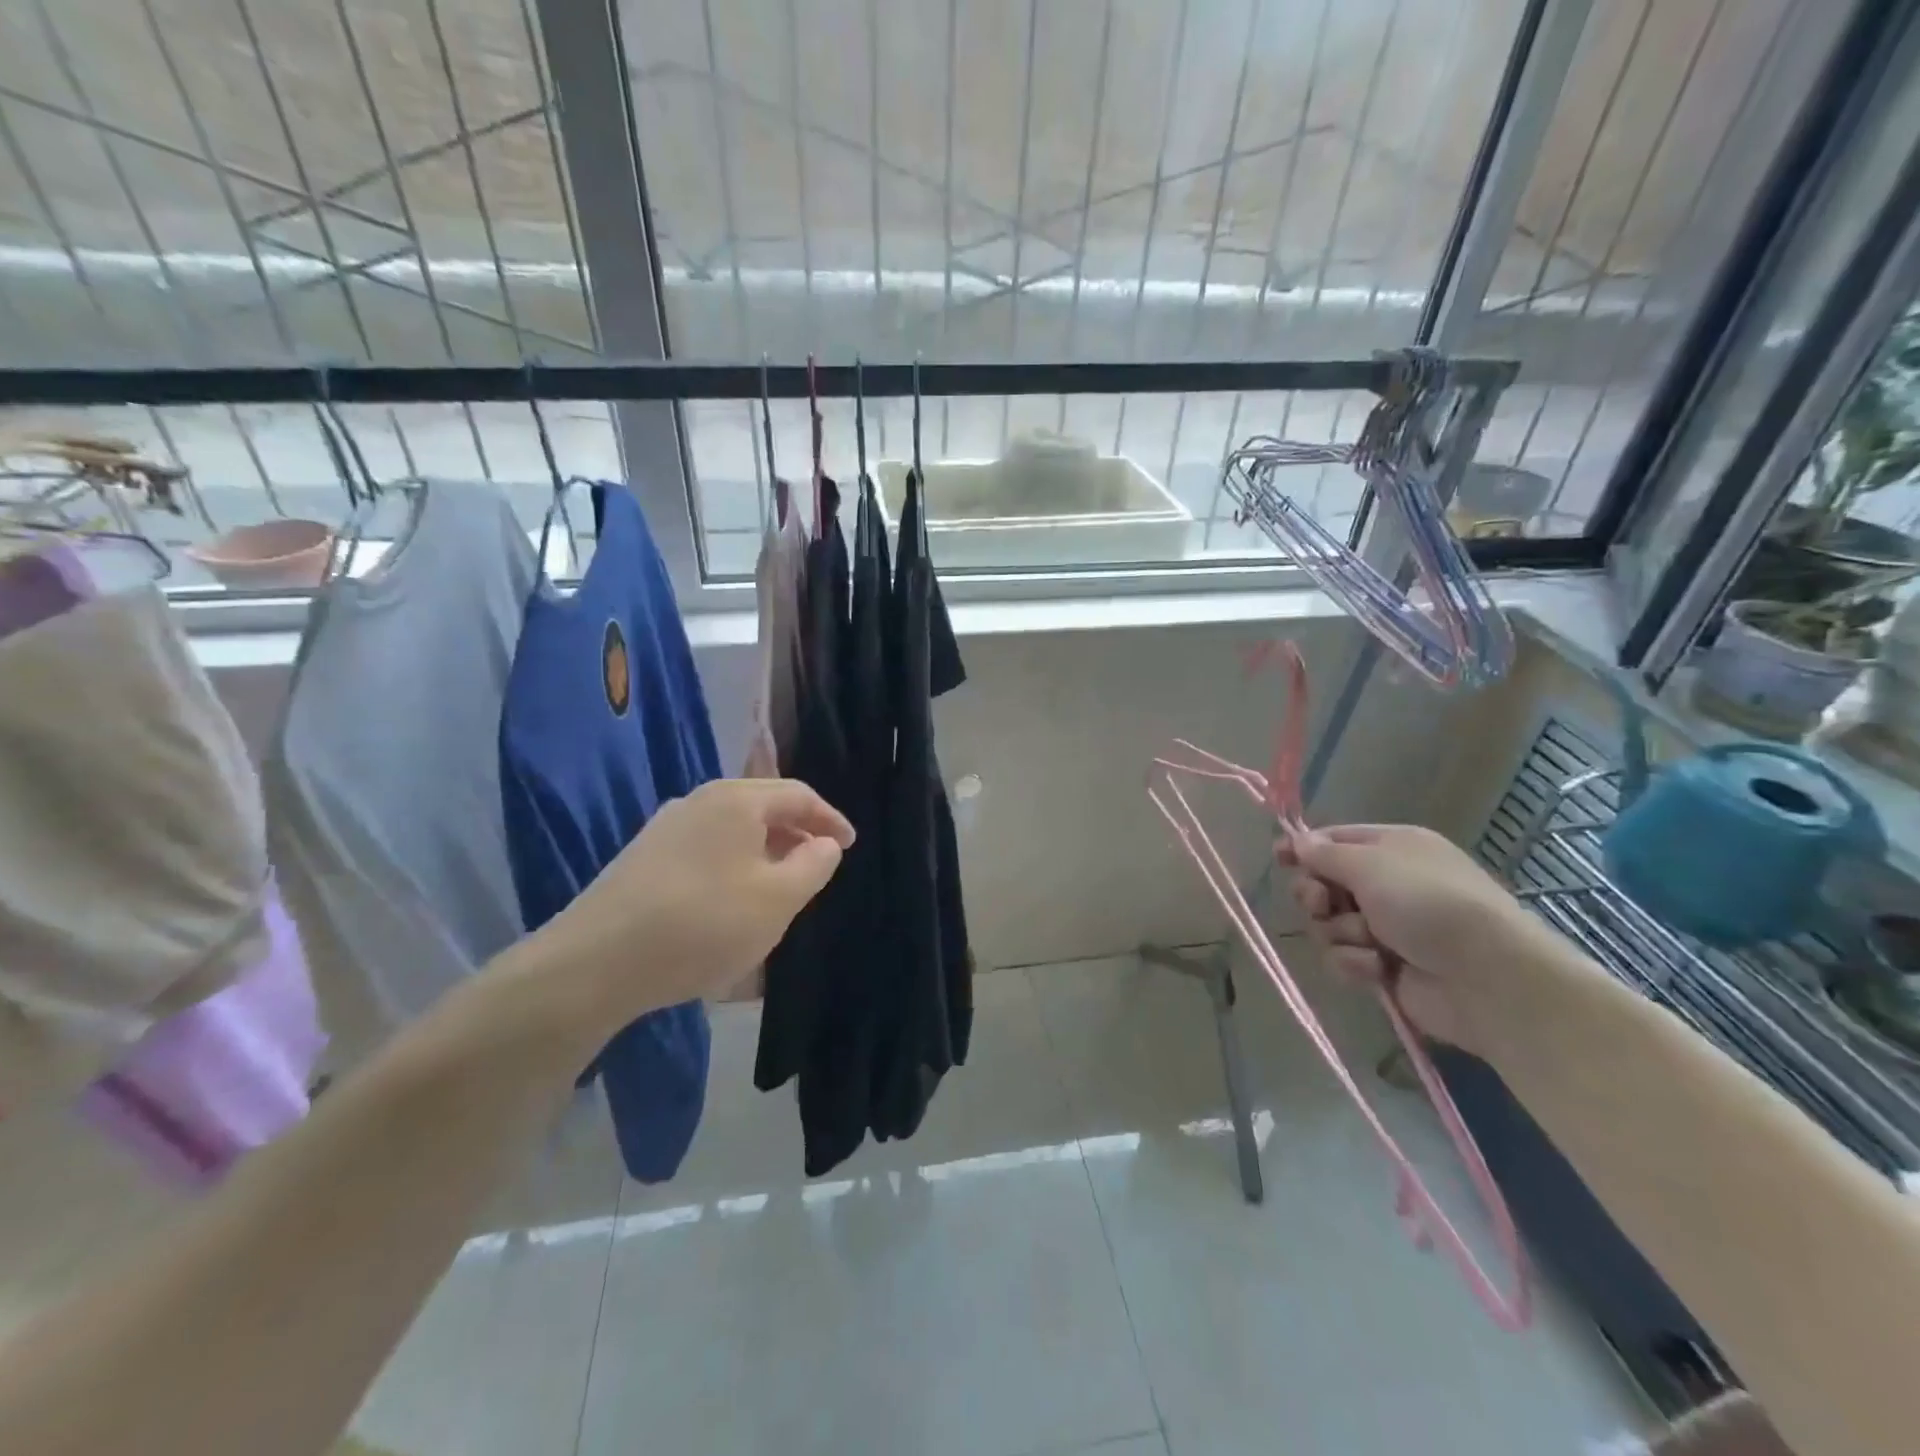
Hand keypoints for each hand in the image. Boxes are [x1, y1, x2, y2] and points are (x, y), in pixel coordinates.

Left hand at [502, 779, 852, 1042]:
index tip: (848, 846)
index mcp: (736, 800)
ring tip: (778, 891)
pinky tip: (730, 906)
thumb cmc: (704, 924)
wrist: (596, 963)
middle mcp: (698, 801)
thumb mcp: (778, 899)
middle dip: (796, 836)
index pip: (798, 795)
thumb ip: (814, 865)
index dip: (829, 819)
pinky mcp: (642, 860)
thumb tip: (825, 844)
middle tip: (817, 868)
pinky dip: (732, 869)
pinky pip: (705, 853)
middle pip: (762, 809)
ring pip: (731, 833)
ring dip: (764, 855)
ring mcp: (664, 830)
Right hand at [1278, 823, 1555, 1056]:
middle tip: (1322, 903)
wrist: (1486, 978)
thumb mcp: (1371, 865)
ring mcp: (1386, 928)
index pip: (1335, 840)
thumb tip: (1297, 841)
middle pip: (1325, 884)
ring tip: (1368, 942)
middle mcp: (1388, 884)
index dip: (1304, 849)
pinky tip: (1376, 968)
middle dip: (1317, 896)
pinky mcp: (1384, 967)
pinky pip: (1344, 958)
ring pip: (1329, 924)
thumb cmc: (1428, 903)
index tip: (1278, 858)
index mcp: (1392, 848)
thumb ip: (1325, 854)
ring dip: (1340, 933)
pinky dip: (1354, 963)